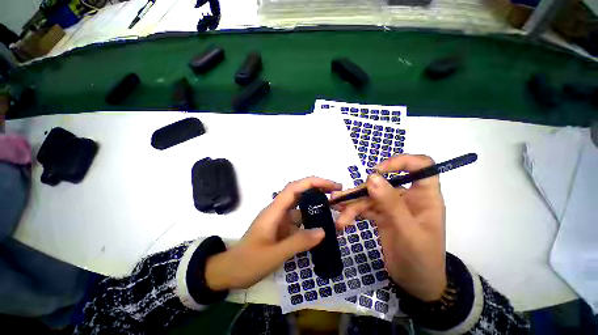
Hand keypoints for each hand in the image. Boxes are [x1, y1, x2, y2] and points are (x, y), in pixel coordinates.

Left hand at [205, 177, 341, 290]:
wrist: (230, 271)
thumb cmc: (248, 262)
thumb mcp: (274, 254)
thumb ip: (298, 242)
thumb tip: (323, 231)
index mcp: (274, 210)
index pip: (295, 188)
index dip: (313, 182)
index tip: (330, 186)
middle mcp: (278, 210)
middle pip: (299, 192)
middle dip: (317, 189)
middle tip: (336, 193)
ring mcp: (280, 219)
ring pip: (300, 206)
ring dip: (315, 205)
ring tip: (332, 209)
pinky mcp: (281, 227)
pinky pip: (298, 219)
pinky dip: (310, 220)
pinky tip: (319, 227)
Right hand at [332, 154, 446, 301]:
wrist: (416, 285)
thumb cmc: (421, 260)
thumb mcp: (407, 232)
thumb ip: (390, 203)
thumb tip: (372, 177)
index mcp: (425, 197)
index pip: (421, 165)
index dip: (401, 162)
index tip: (378, 171)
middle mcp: (408, 197)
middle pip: (382, 183)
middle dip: (361, 192)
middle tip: (341, 200)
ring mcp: (393, 207)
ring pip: (369, 197)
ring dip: (352, 205)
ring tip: (338, 214)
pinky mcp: (382, 216)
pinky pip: (365, 208)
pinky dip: (352, 213)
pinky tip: (342, 219)